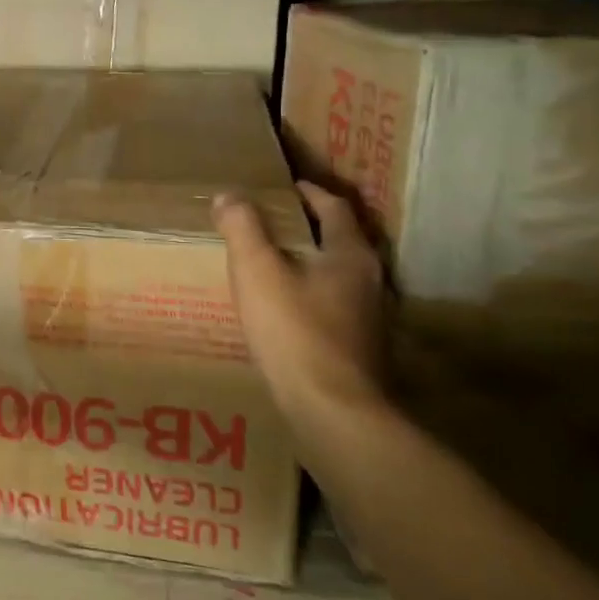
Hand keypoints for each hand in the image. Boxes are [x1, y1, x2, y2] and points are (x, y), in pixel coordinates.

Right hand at [213, 184, 387, 426]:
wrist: (333, 412)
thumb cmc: (295, 331)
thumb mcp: (257, 271)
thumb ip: (242, 228)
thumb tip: (228, 195)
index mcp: (350, 254)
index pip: (333, 207)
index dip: (307, 192)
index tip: (281, 187)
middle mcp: (369, 280)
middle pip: (339, 240)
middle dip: (306, 227)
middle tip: (268, 222)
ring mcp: (369, 317)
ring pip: (337, 275)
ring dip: (308, 262)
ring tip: (271, 263)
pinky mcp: (359, 348)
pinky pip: (333, 305)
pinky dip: (309, 295)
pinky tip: (284, 310)